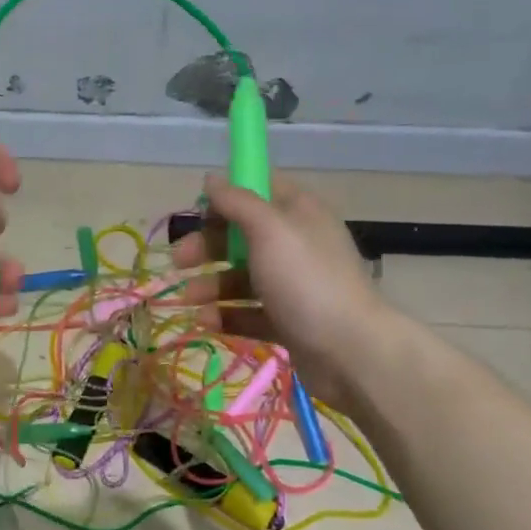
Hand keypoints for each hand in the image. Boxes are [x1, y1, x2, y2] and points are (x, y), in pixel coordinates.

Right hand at [171, 172, 398, 405]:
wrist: (351, 351)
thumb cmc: (307, 280)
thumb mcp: (269, 229)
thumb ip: (237, 201)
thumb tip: (212, 178)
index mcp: (298, 213)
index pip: (258, 189)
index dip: (226, 197)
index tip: (197, 212)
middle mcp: (296, 244)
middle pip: (242, 236)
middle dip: (207, 246)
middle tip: (179, 261)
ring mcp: (293, 285)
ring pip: (241, 277)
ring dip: (211, 284)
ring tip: (189, 300)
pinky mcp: (288, 321)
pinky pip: (249, 312)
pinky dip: (226, 315)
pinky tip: (206, 322)